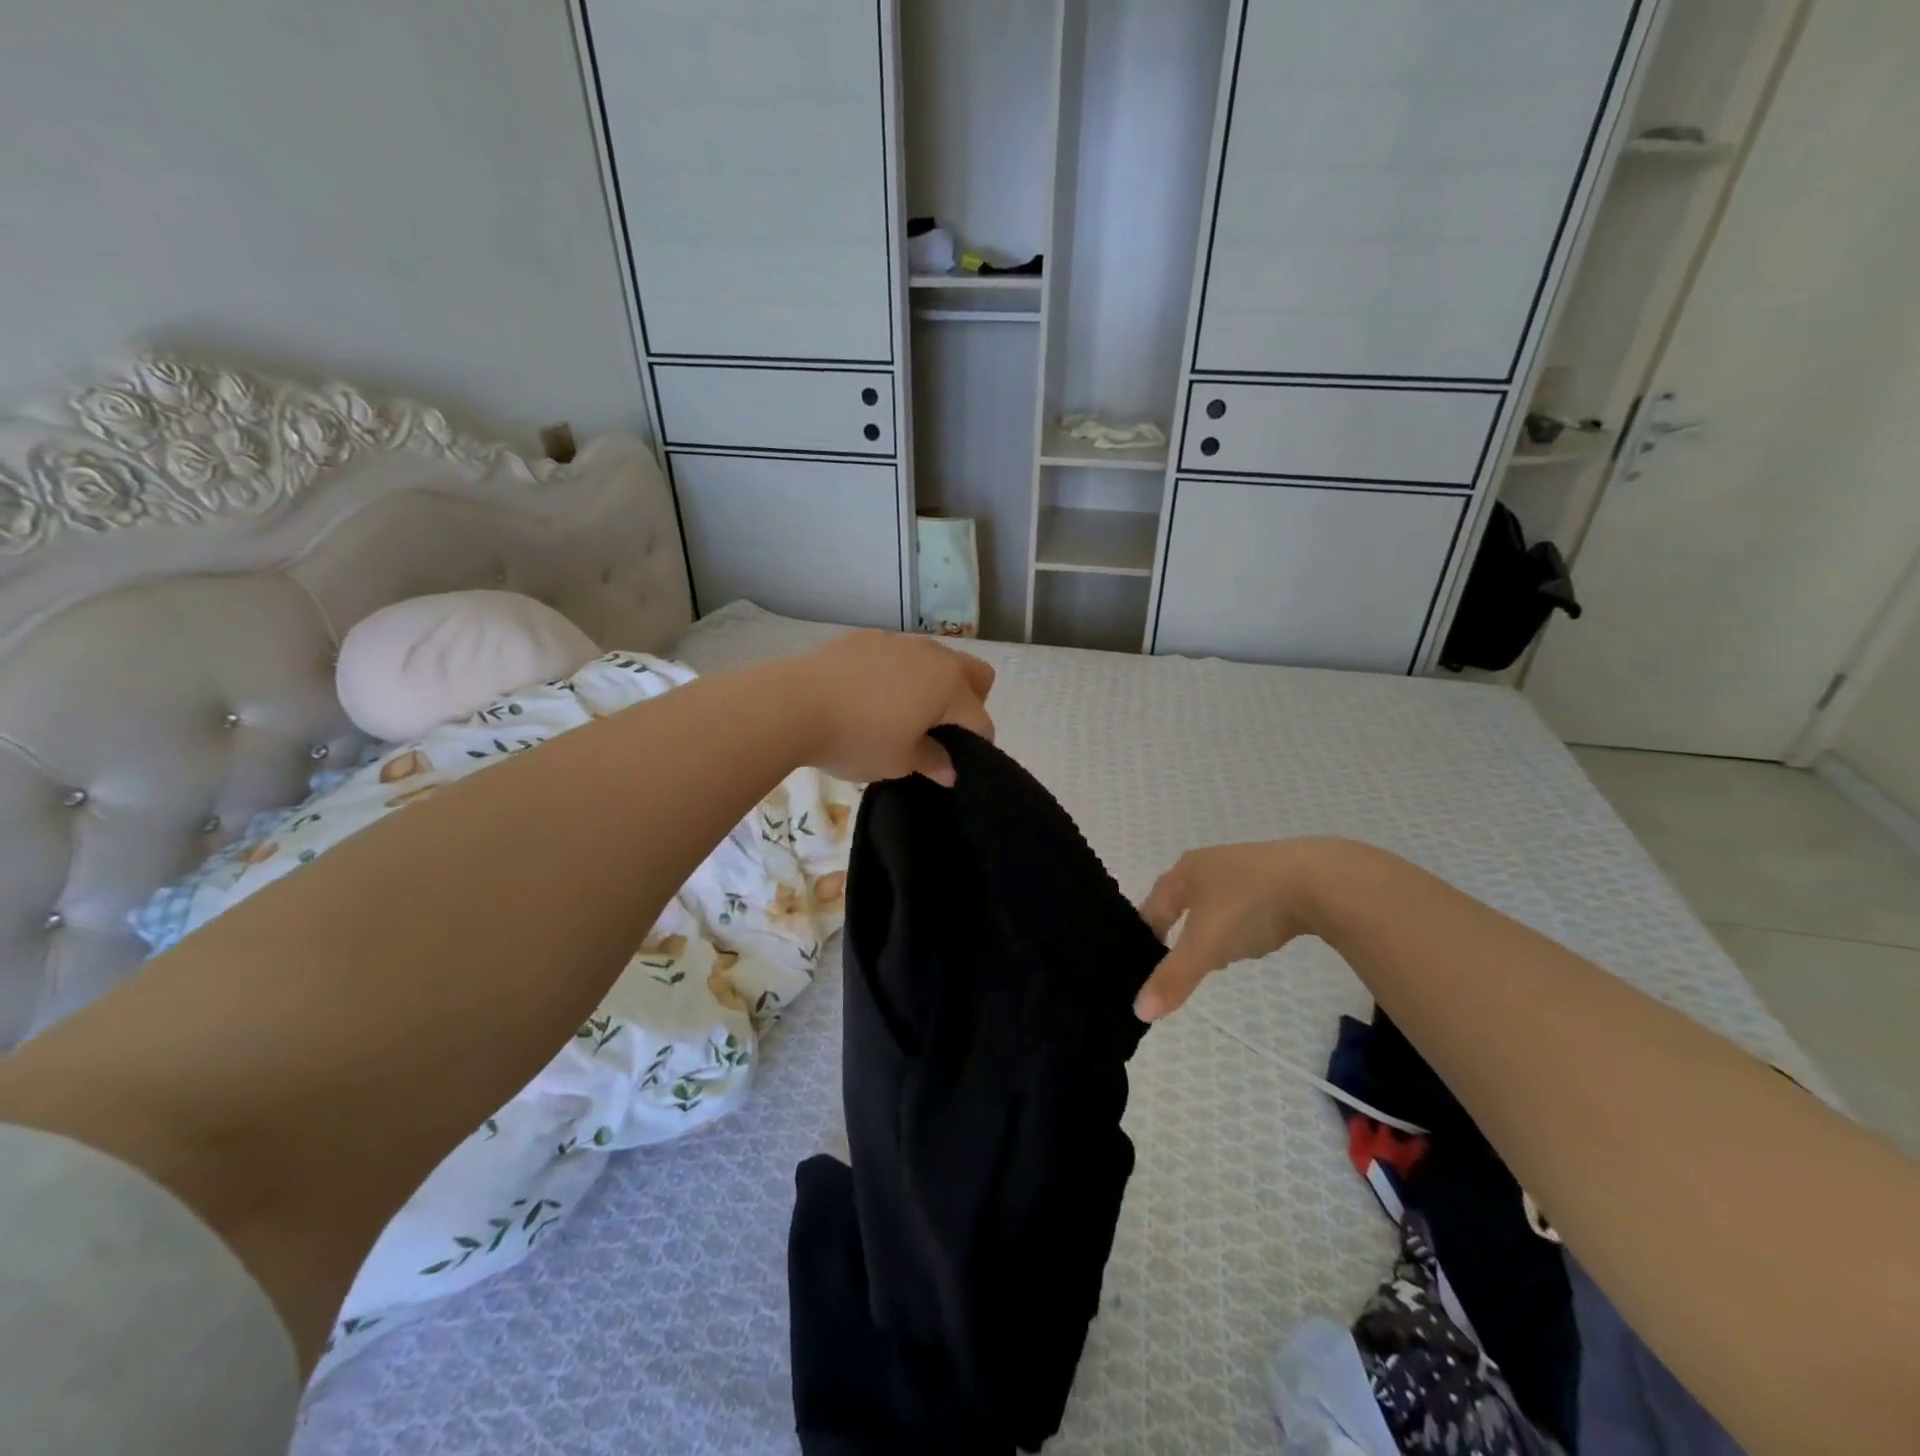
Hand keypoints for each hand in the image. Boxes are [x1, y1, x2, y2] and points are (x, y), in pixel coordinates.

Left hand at [794, 630, 995, 785]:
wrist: (794, 704)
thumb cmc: (858, 738)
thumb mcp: (899, 761)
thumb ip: (932, 761)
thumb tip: (950, 770)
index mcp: (950, 686)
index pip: (981, 720)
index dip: (975, 746)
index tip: (952, 764)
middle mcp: (933, 656)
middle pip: (974, 674)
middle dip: (969, 701)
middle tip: (939, 730)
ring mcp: (900, 642)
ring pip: (935, 660)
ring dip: (932, 685)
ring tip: (901, 713)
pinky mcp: (867, 638)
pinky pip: (899, 655)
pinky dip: (898, 674)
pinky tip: (868, 696)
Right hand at [1134, 839, 1341, 1020]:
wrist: (1320, 880)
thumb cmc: (1248, 906)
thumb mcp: (1206, 947)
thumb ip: (1173, 978)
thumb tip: (1139, 1011)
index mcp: (1184, 872)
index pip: (1151, 908)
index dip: (1145, 938)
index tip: (1145, 967)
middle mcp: (1209, 862)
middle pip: (1183, 902)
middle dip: (1181, 933)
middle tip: (1182, 965)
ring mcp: (1246, 865)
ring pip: (1216, 902)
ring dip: (1214, 928)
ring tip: (1220, 956)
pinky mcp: (1278, 874)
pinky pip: (1248, 902)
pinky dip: (1245, 922)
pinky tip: (1258, 938)